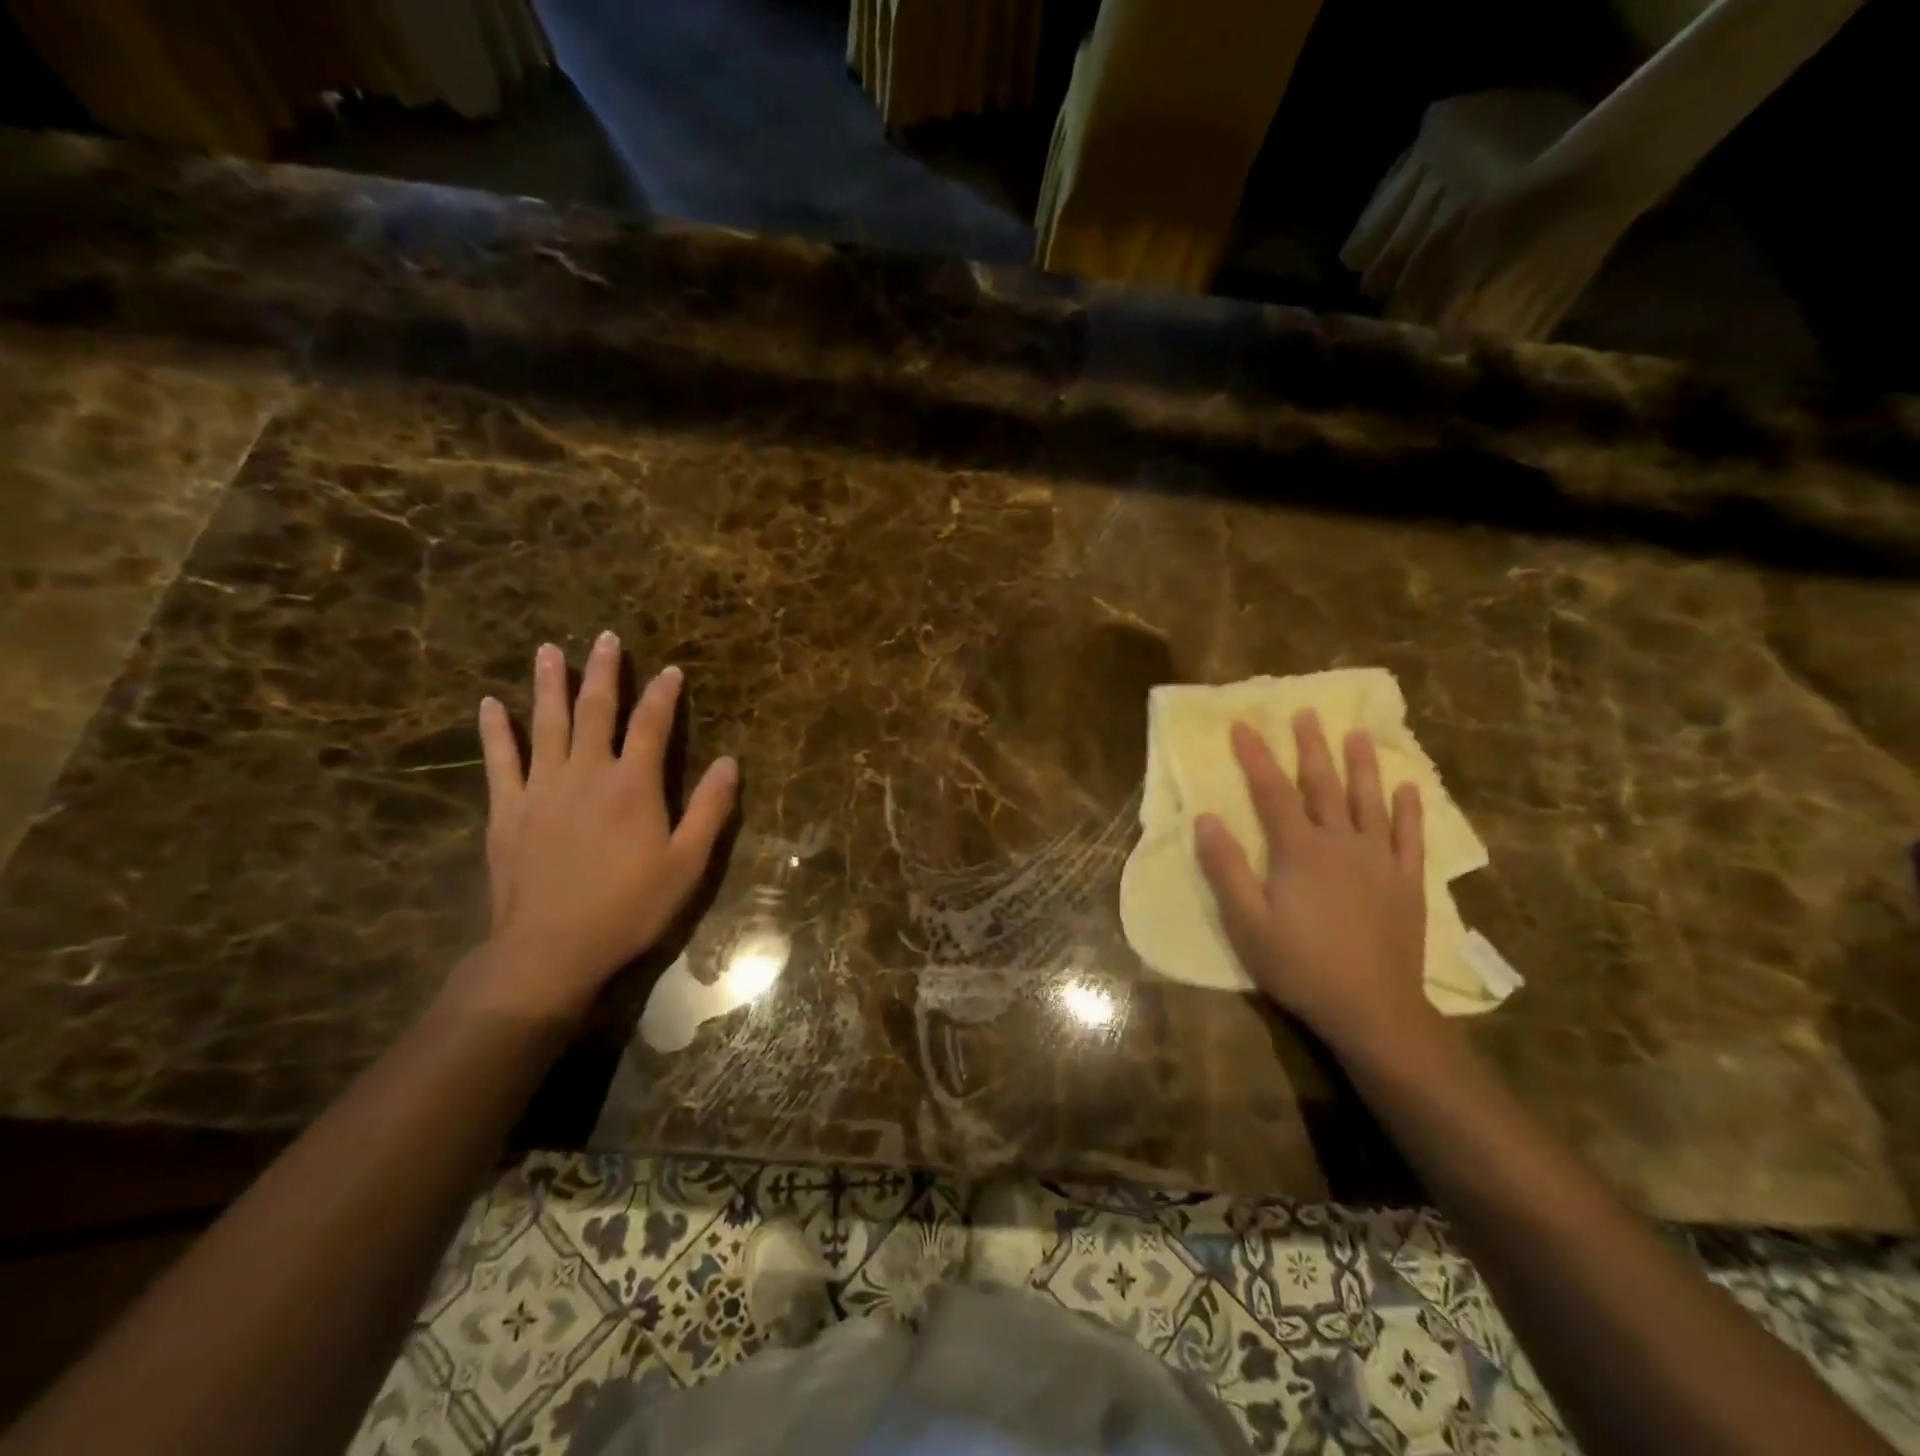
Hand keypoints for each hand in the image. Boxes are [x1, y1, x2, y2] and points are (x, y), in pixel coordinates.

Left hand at [452, 632, 737, 1021]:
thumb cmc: (629, 907)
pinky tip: (490, 705)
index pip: (652, 725)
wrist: (550, 948)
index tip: (671, 671)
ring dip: (549, 685)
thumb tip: (730, 762)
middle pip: (596, 710)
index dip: (663, 695)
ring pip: (547, 724)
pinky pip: (500, 760)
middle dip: (604, 672)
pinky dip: (495, 731)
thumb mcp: (687, 863)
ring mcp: (542, 788)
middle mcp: (587, 773)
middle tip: (605, 638)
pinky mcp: (508, 809)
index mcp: (633, 785)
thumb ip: (711, 809)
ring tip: (549, 651)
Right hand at [1193, 711, 1438, 1059]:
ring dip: (1361, 765)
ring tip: (1357, 734)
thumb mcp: (1246, 922)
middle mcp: (1341, 843)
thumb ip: (1225, 868)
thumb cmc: (1300, 966)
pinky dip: (1409, 810)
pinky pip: (1410, 837)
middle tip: (1305, 713)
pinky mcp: (1407, 883)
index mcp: (1299, 851)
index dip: (1255, 757)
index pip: (1272, 792)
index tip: (1242, 726)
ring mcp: (1379, 861)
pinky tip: (1408, 789)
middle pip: (1323, 785)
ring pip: (1369, 802)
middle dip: (1311, 748)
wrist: (1372, 1009)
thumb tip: (1205, 819)